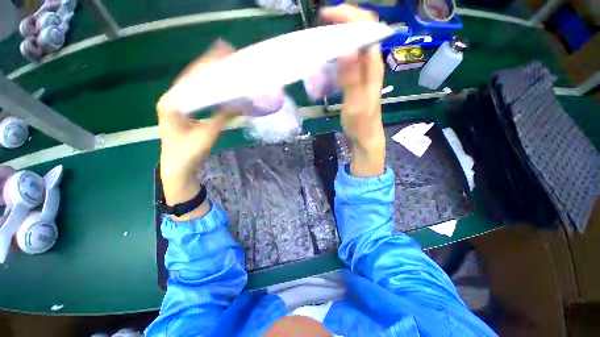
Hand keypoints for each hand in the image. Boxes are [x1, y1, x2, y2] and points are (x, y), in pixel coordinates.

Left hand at [157, 41, 239, 218]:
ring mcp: (178, 105)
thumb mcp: (207, 134)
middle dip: (210, 66)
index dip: (208, 65)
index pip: (192, 77)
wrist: (178, 168)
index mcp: (172, 102)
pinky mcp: (185, 111)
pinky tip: (220, 85)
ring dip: (210, 76)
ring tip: (225, 67)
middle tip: (227, 55)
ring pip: (195, 85)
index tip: (223, 53)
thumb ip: (222, 117)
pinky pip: (198, 95)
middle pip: (193, 77)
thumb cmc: (188, 153)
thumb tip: (241, 106)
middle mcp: (173, 99)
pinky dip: (210, 89)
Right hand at [320, 5, 385, 176]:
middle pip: (359, 31)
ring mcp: (362, 71)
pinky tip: (325, 61)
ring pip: (352, 44)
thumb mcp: (356, 104)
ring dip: (336, 38)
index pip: (366, 27)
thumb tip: (347, 48)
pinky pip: (346, 59)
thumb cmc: (361, 124)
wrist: (365, 137)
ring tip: (319, 42)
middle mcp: (370, 63)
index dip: (348, 16)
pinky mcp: (355, 79)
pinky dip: (335, 54)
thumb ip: (352, 79)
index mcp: (372, 65)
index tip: (326, 17)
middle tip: (319, 29)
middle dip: (340, 24)